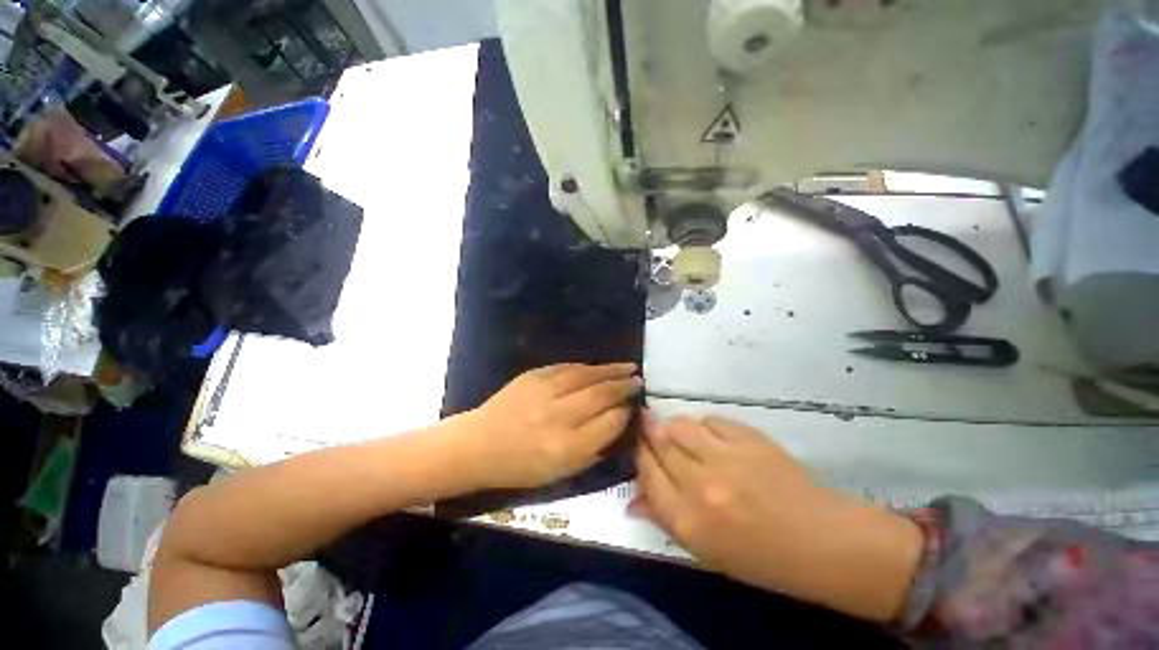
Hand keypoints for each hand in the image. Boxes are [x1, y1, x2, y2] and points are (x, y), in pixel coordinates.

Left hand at [460, 363, 640, 489]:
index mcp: (566, 447)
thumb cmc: (520, 467)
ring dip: (610, 370)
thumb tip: (616, 422)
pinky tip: (596, 367)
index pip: (607, 423)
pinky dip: (585, 367)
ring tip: (627, 367)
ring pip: (585, 375)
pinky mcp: (532, 376)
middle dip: (623, 386)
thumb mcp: (560, 473)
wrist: (478, 445)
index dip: (624, 412)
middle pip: (600, 395)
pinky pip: (566, 368)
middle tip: (639, 380)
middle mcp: (557, 416)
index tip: (633, 406)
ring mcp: (543, 392)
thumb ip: (593, 449)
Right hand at [632, 413, 921, 622]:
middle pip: (660, 443)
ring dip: (672, 424)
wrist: (819, 541)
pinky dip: (705, 425)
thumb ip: (663, 520)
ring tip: (676, 429)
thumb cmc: (759, 556)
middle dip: (647, 429)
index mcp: (686, 519)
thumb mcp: (704, 551)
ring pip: (680, 425)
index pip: (646, 472)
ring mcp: (725, 457)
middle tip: (644, 421)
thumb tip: (632, 501)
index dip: (638, 453)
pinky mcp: (748, 438)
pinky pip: (712, 419)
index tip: (636, 443)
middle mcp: (700, 484)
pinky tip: (712, 435)